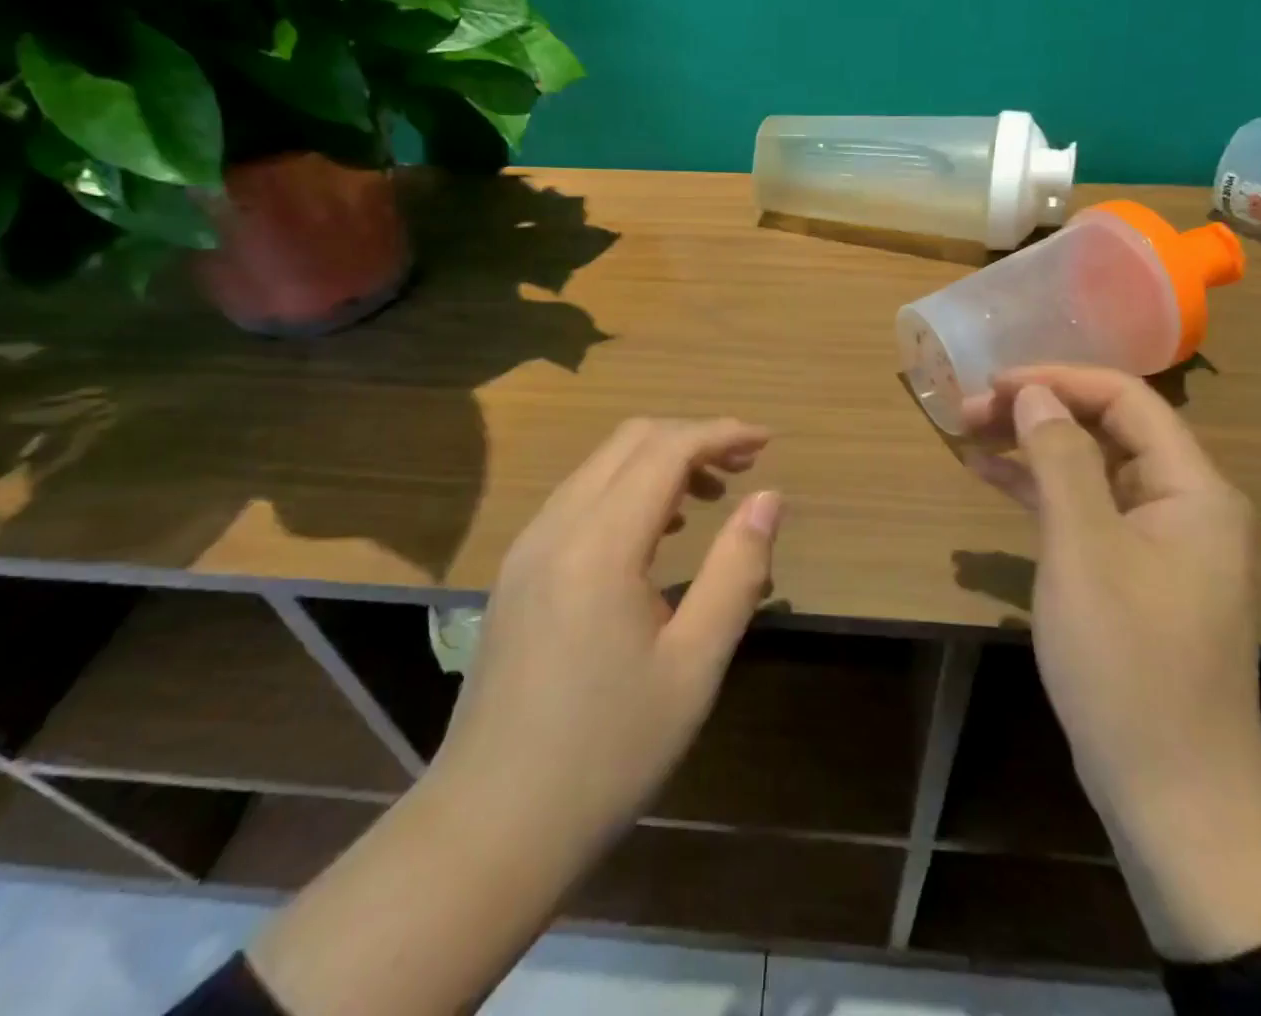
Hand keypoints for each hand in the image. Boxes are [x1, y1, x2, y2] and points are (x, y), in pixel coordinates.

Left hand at [432, 416, 783, 855]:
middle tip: (745, 465)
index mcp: (599, 545)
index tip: (767, 442)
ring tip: (710, 496)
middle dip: (693, 438)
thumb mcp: (694, 665)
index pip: (666, 450)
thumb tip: (769, 497)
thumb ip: (737, 570)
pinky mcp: (518, 571)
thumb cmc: (608, 752)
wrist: (491, 827)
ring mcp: (528, 547)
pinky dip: (628, 490)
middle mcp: (556, 527)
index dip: (721, 433)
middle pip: (630, 441)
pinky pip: (580, 499)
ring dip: (660, 462)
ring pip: (601, 466)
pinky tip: (658, 533)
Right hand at [962, 366, 1260, 961]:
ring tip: (968, 432)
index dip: (1057, 380)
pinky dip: (1039, 490)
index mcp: (1192, 488)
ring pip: (1090, 467)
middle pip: (1107, 428)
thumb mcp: (1084, 550)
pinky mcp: (1130, 572)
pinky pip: (1083, 510)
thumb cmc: (1129, 662)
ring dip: (1032, 446)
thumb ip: (1061, 460)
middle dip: (1038, 410)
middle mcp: (1183, 503)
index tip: (992, 384)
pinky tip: (989, 476)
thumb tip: (1033, 393)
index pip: (1125, 399)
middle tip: (968, 410)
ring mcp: (1157, 540)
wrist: (1173, 794)